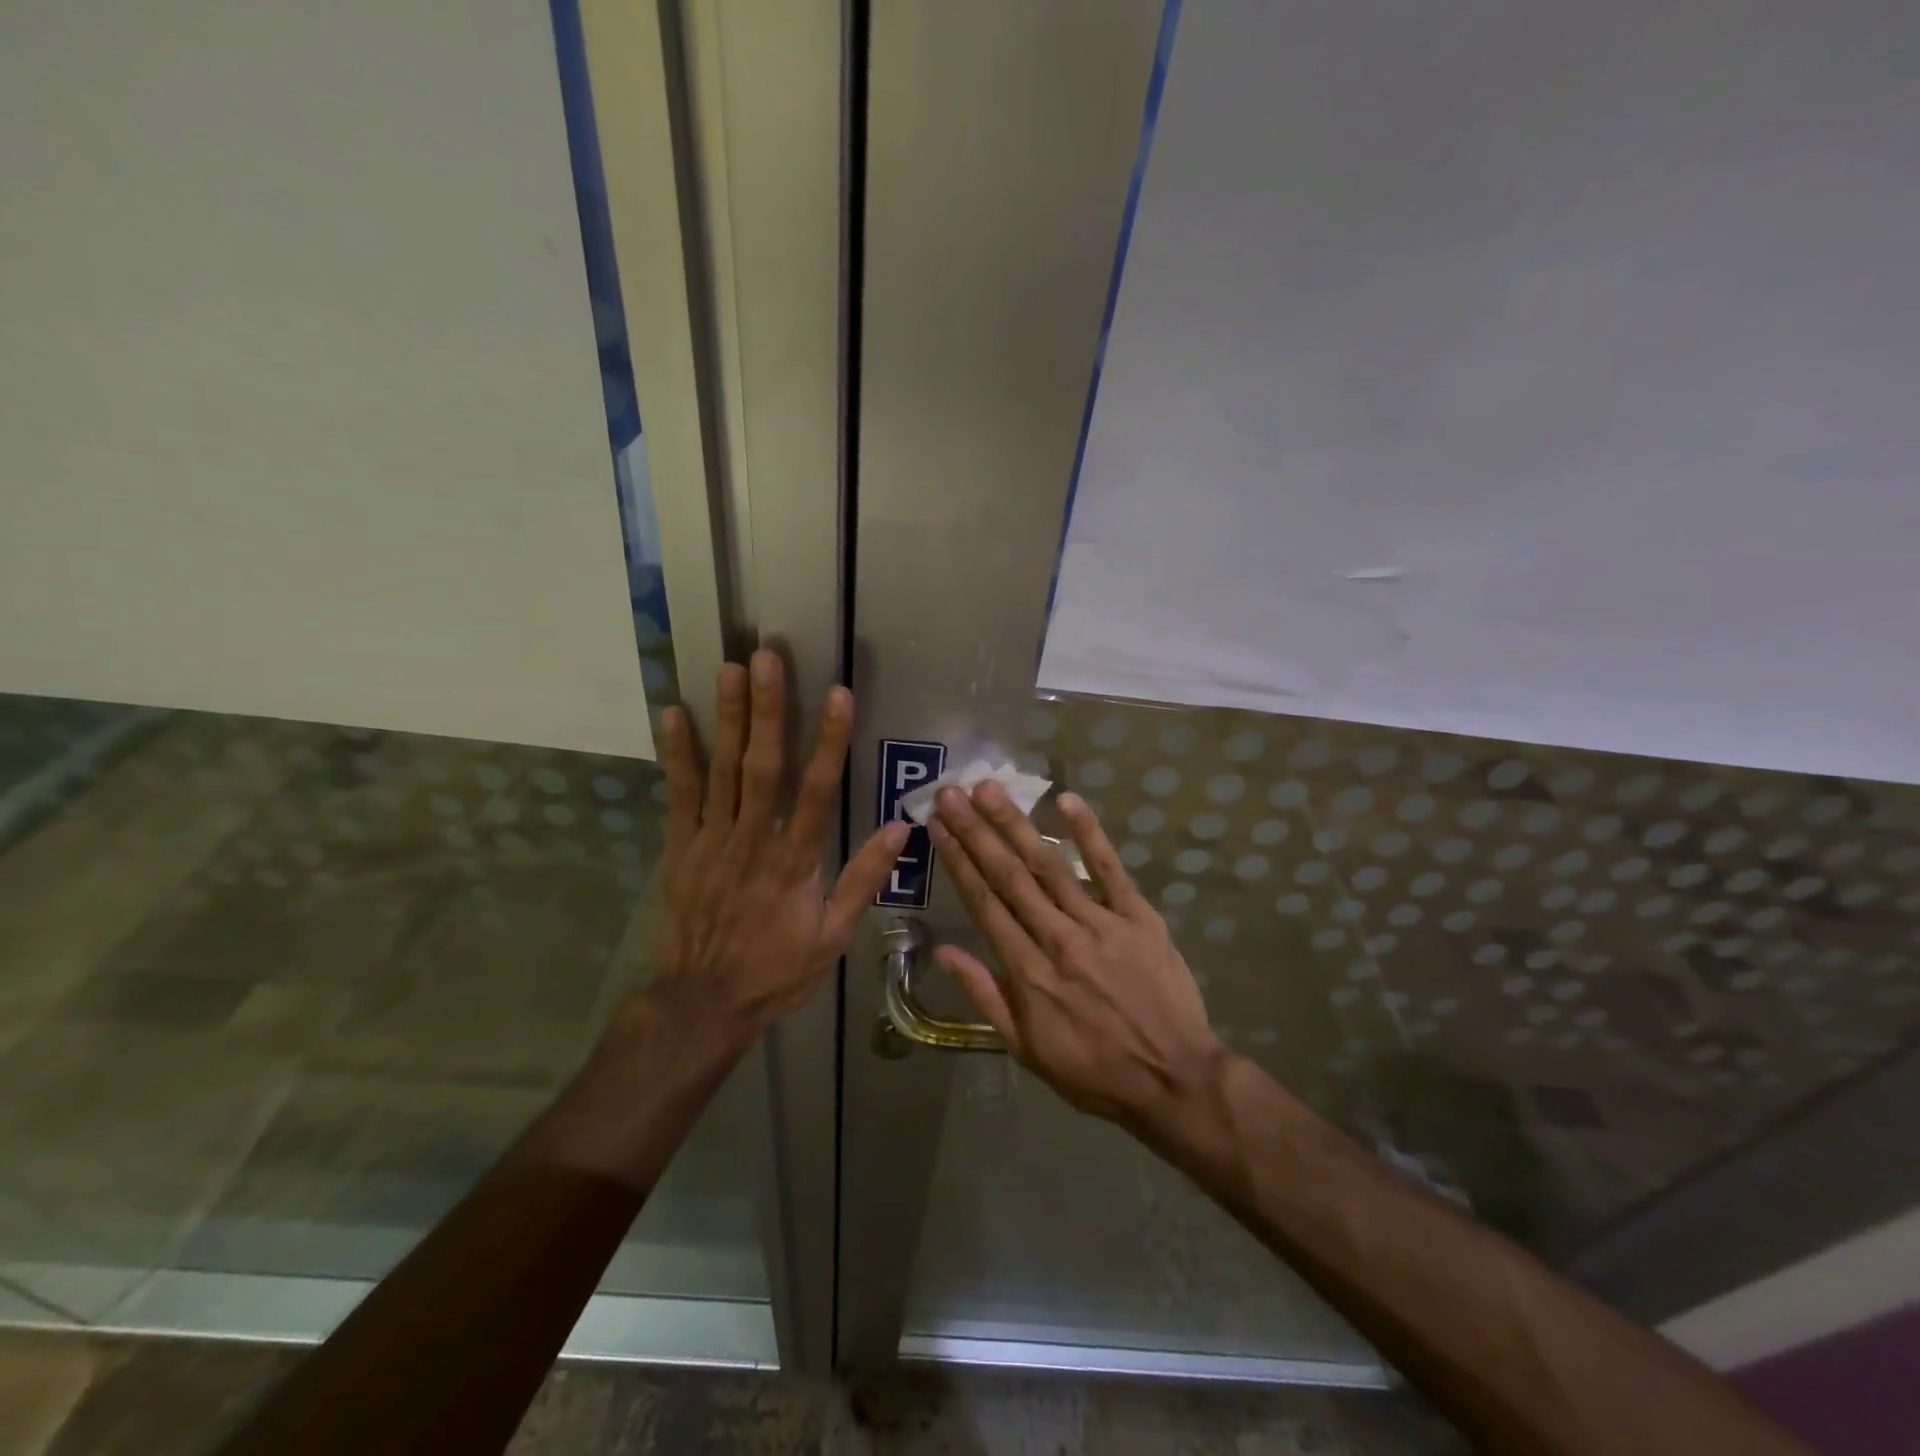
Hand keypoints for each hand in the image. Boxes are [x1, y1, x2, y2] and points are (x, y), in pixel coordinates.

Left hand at [647, 650, 907, 1041]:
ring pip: (723, 770)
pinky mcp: (680, 848)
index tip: (838, 694)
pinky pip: (679, 794)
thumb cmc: (775, 970)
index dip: (829, 740)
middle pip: (764, 765)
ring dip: (729, 717)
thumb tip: (901, 829)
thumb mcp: (833, 936)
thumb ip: (863, 879)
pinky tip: (674, 714)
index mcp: (795, 860)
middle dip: (768, 709)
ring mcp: (712, 841)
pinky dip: (677, 754)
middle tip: (766, 658)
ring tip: (729, 669)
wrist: (702, 1004)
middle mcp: (753, 840)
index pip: (817, 789)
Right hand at [929, 783, 1225, 1132]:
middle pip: (1010, 876)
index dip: (959, 862)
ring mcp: (1101, 924)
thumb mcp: (1026, 1050)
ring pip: (1051, 865)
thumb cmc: (1093, 1072)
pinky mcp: (1138, 917)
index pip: (985, 905)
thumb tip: (944, 953)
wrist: (1174, 1080)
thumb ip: (986, 996)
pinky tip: (1068, 800)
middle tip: (951, 793)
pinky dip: (1090, 834)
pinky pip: (1111, 869)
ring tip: (990, 790)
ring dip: (1017, 824)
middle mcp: (1059, 939)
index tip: (938, 827)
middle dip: (977, 831)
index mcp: (1029, 973)